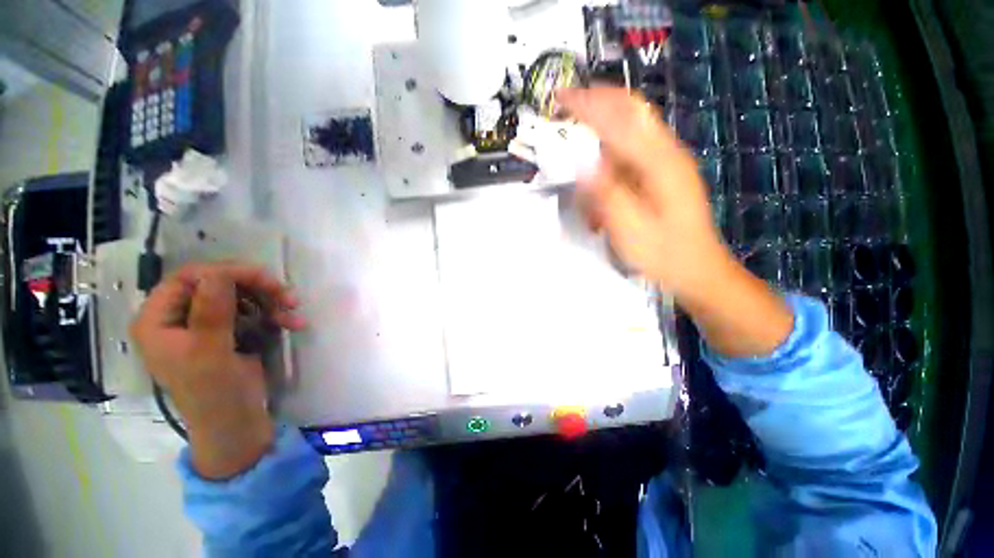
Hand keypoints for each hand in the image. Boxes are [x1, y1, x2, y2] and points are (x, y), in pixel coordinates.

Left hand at [130, 262, 304, 478]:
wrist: (236, 424)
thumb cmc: (214, 394)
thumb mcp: (210, 354)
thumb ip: (211, 313)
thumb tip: (218, 273)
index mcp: (158, 321)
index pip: (187, 278)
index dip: (225, 273)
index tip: (264, 279)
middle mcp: (179, 318)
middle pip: (218, 283)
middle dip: (255, 287)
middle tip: (287, 296)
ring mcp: (206, 324)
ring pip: (240, 295)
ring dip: (270, 300)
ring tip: (294, 312)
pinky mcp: (230, 332)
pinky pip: (253, 310)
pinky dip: (275, 314)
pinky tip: (292, 323)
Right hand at [560, 87, 792, 356]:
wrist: (697, 270)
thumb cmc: (663, 253)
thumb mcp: (629, 228)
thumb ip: (606, 193)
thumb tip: (582, 163)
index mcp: (660, 162)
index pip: (620, 117)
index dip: (589, 105)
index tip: (561, 98)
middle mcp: (666, 153)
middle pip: (630, 112)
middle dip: (596, 105)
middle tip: (566, 109)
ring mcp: (666, 163)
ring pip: (628, 135)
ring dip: (600, 142)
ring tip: (580, 166)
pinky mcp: (662, 175)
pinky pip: (631, 157)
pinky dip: (609, 164)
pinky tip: (600, 187)